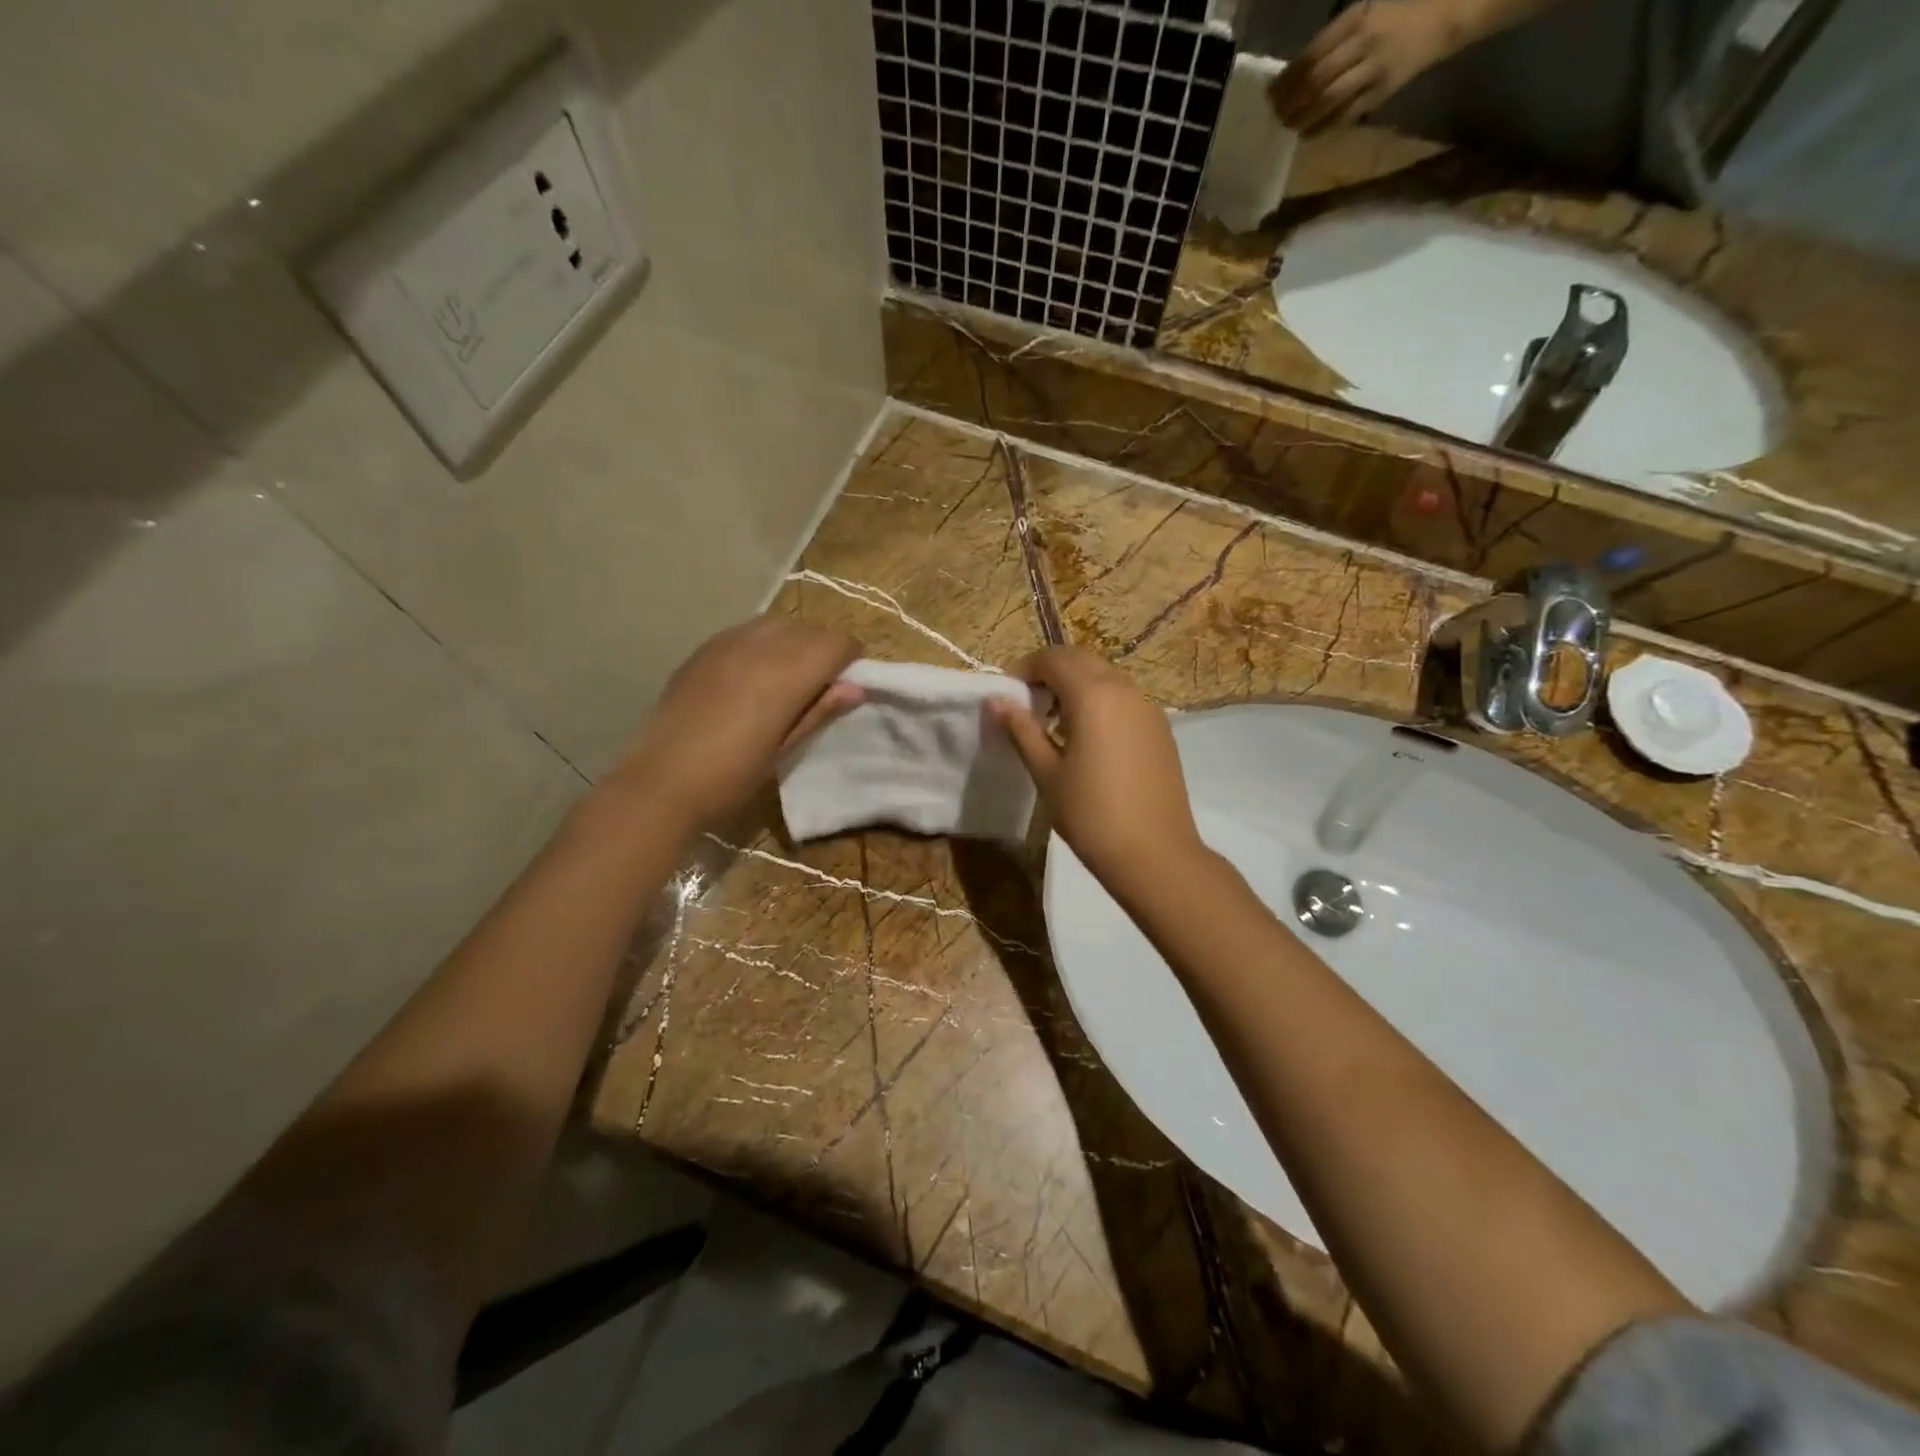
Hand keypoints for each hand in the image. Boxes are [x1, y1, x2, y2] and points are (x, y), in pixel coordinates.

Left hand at [614, 616, 861, 831]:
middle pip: (809, 629)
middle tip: (820, 686)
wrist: (660, 784)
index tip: (847, 684)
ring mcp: (725, 643)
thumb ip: (819, 711)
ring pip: (777, 624)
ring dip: (794, 642)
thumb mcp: (784, 749)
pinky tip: (752, 675)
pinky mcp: (702, 650)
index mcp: (785, 674)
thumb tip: (856, 688)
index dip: (850, 660)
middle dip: (824, 649)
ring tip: (787, 677)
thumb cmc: (731, 777)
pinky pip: (746, 631)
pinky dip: (763, 643)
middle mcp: (758, 646)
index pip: (836, 643)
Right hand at [987, 647, 1205, 897]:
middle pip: (1081, 660)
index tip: (1009, 697)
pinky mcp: (1160, 728)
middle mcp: (1124, 689)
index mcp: (1093, 695)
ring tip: (1055, 725)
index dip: (1025, 669)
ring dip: (1076, 686)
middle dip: (1051, 673)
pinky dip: (1100, 701)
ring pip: (1105, 676)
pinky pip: (1123, 698)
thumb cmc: (1091, 814)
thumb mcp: (1046, 772)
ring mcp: (1148, 707)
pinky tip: (1088, 740)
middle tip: (1029, 706)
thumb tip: (996, 701)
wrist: (1154, 854)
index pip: (1053, 659)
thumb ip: (1021, 729)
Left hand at [1268, 0, 1462, 133]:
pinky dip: (1323, 127)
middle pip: (1317, 79)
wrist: (1443, 17)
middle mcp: (1364, 42)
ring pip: (1329, 100)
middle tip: (1276, 115)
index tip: (1271, 93)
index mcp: (1357, 17)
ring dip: (1303, 118)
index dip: (1288, 77)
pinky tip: (1308, 133)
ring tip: (1288, 126)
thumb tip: (1296, 73)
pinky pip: (1346, 115)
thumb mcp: (1366, 11)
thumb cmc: (1397, 14)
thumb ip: (1333, 39)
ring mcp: (1373, 70)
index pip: (1313, 53)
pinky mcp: (1381, 92)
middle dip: (1291, 101)